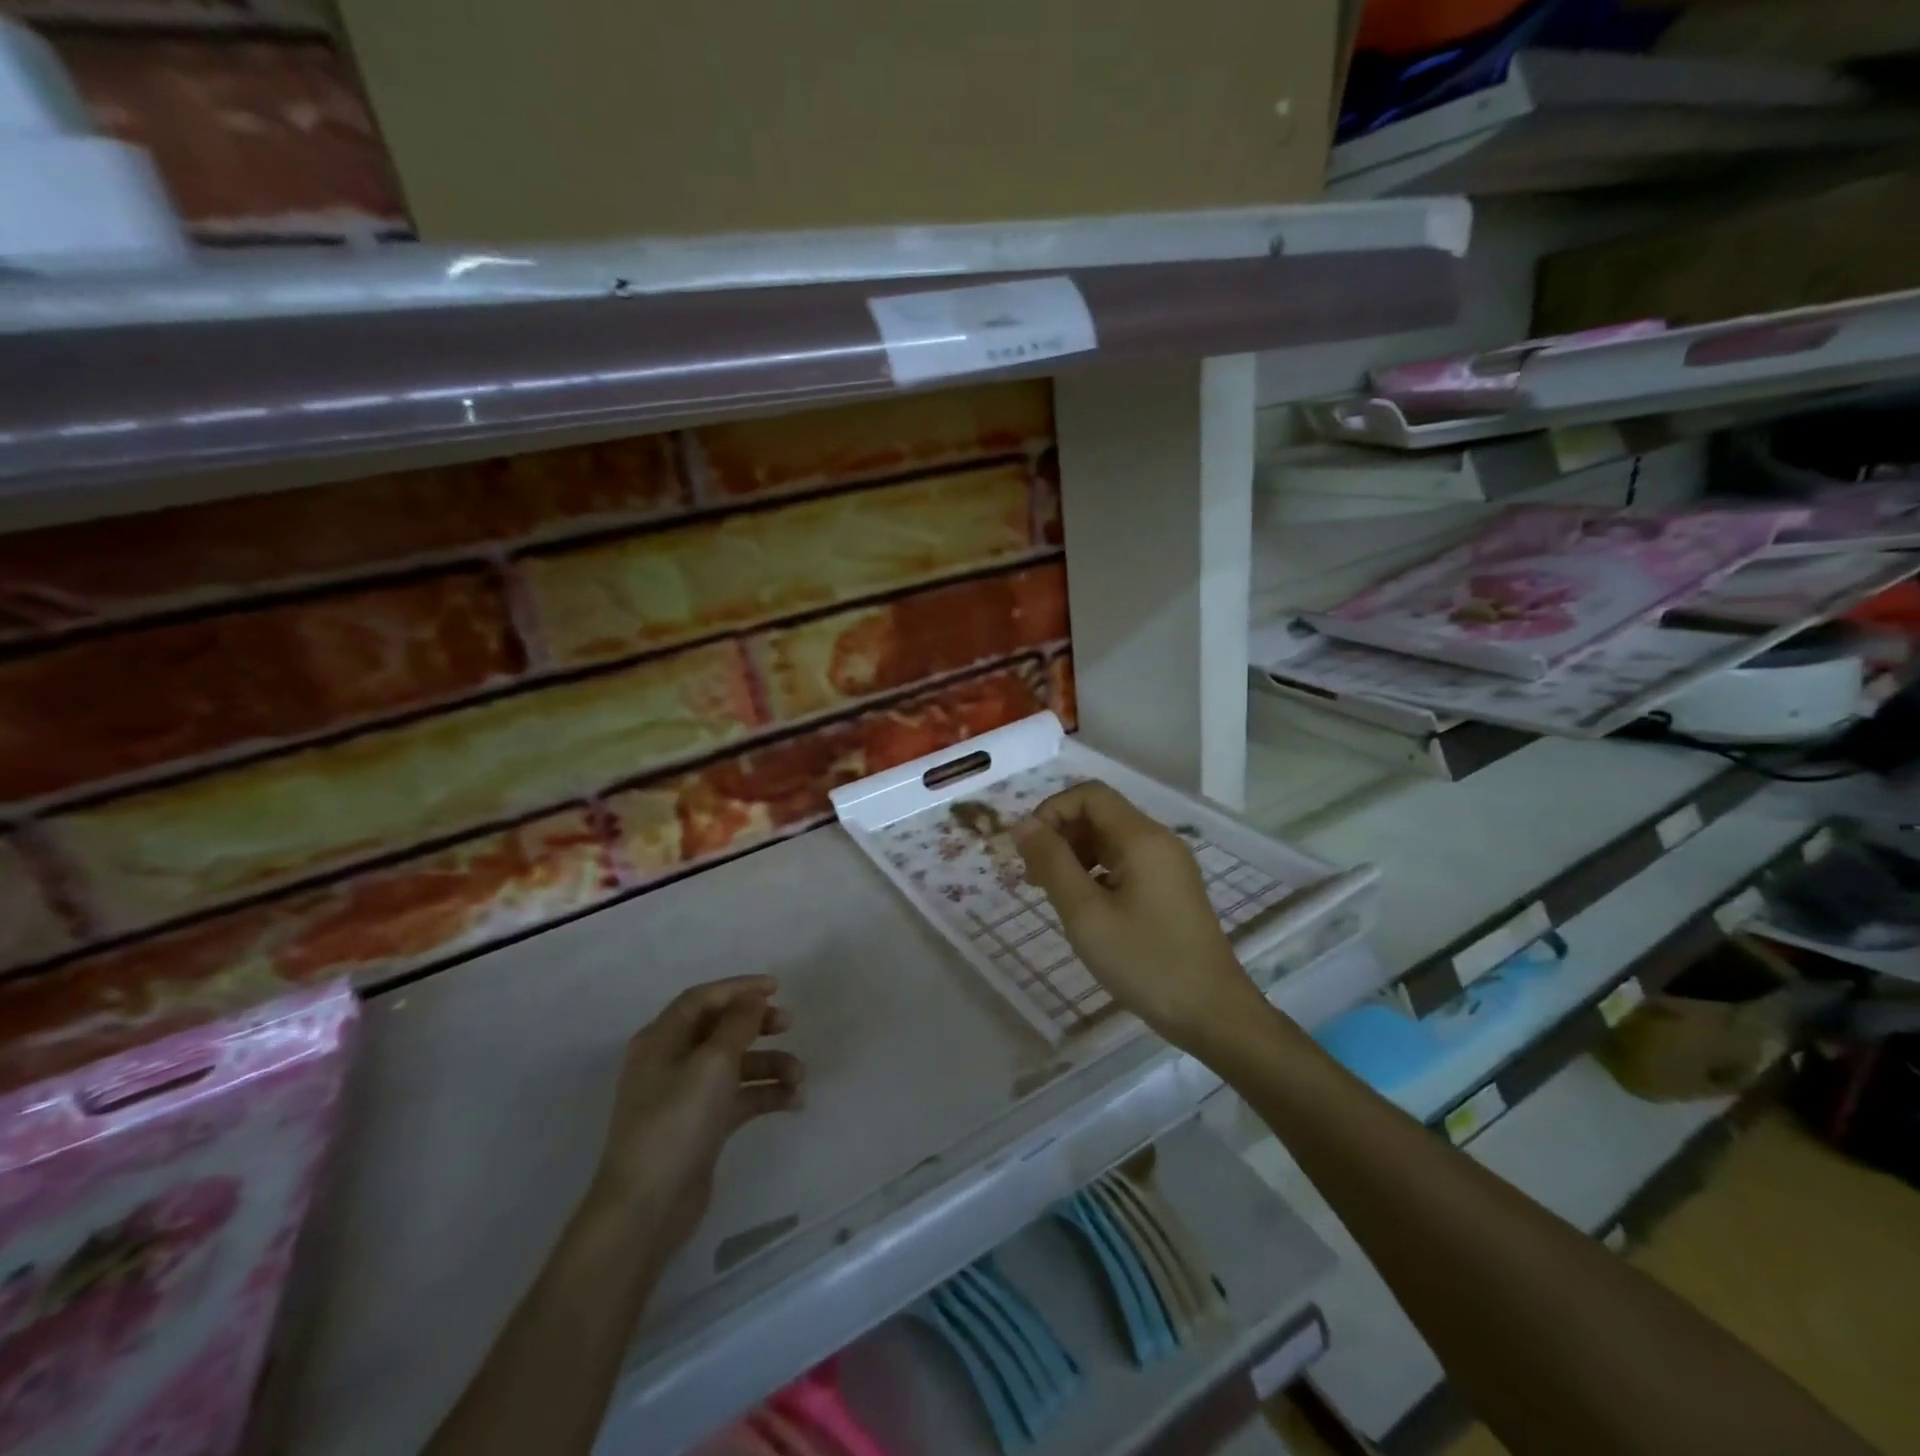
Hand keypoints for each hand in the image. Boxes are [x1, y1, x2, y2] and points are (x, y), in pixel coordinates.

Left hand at [589, 976, 804, 1251]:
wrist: (646, 1208)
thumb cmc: (676, 1122)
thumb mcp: (712, 1064)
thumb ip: (738, 1024)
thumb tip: (752, 998)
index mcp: (662, 1040)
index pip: (702, 999)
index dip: (739, 988)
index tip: (776, 987)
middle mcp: (670, 1062)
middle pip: (720, 1029)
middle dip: (757, 1024)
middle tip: (789, 1025)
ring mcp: (685, 1096)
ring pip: (734, 1065)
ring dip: (768, 1064)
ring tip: (799, 1075)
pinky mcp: (701, 1126)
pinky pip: (738, 1098)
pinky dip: (764, 1094)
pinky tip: (794, 1101)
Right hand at [1014, 783, 1270, 1052]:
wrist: (1212, 1013)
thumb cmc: (1145, 962)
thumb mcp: (1086, 914)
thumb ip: (1052, 863)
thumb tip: (1023, 824)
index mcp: (1142, 838)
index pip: (1089, 794)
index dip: (1052, 811)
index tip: (1029, 850)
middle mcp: (1158, 841)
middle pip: (1100, 814)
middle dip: (1061, 834)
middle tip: (1034, 877)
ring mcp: (1168, 866)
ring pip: (1110, 839)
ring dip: (1075, 854)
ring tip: (1054, 894)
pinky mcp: (1170, 889)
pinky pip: (1125, 863)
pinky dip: (1096, 872)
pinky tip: (1084, 907)